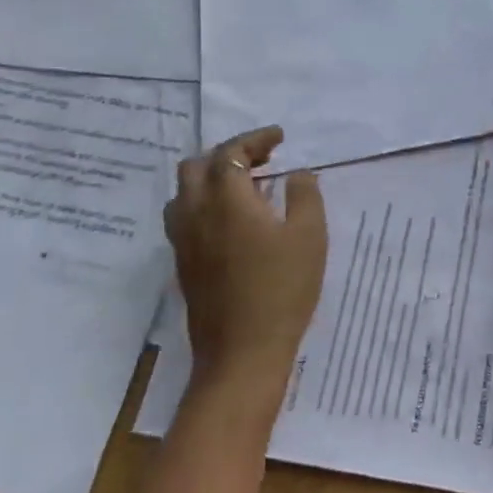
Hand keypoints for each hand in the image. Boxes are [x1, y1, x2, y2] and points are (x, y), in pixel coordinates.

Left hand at [164, 127, 326, 392]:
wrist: (242, 354)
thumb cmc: (282, 289)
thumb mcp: (309, 236)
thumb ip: (304, 195)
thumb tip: (297, 173)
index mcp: (226, 200)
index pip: (231, 152)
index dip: (255, 139)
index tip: (279, 138)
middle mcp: (196, 213)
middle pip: (197, 166)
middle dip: (228, 154)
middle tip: (261, 160)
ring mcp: (183, 241)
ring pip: (184, 192)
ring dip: (210, 179)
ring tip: (244, 188)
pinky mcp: (183, 265)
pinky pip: (184, 217)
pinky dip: (204, 203)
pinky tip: (231, 221)